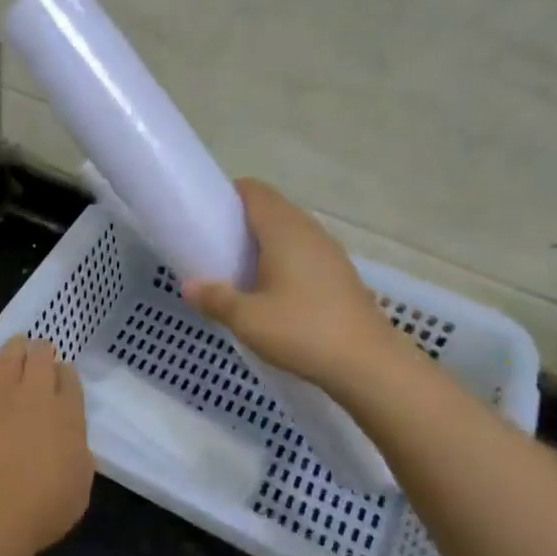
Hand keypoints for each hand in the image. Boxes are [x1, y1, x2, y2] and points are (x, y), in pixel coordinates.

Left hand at [0, 336, 92, 554]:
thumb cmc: (42, 509)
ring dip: (14, 348)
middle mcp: (34, 394)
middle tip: (38, 353)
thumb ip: (78, 453)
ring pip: (8, 355)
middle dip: (41, 350)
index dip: (65, 374)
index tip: (61, 379)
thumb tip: (69, 440)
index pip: (69, 377)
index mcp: (67, 414)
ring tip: (15, 347)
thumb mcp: (80, 485)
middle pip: (40, 355)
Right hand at [182, 178, 408, 393]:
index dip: (228, 196)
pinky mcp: (340, 274)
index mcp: (284, 230)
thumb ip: (214, 298)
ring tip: (240, 271)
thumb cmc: (302, 332)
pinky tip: (272, 291)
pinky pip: (304, 252)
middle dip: (242, 221)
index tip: (206, 216)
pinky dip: (283, 260)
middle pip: (272, 208)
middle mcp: (309, 231)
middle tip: (216, 248)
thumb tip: (188, 286)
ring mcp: (329, 252)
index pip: (254, 191)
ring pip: (289, 232)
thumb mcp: (247, 319)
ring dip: (264, 242)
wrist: (368, 364)